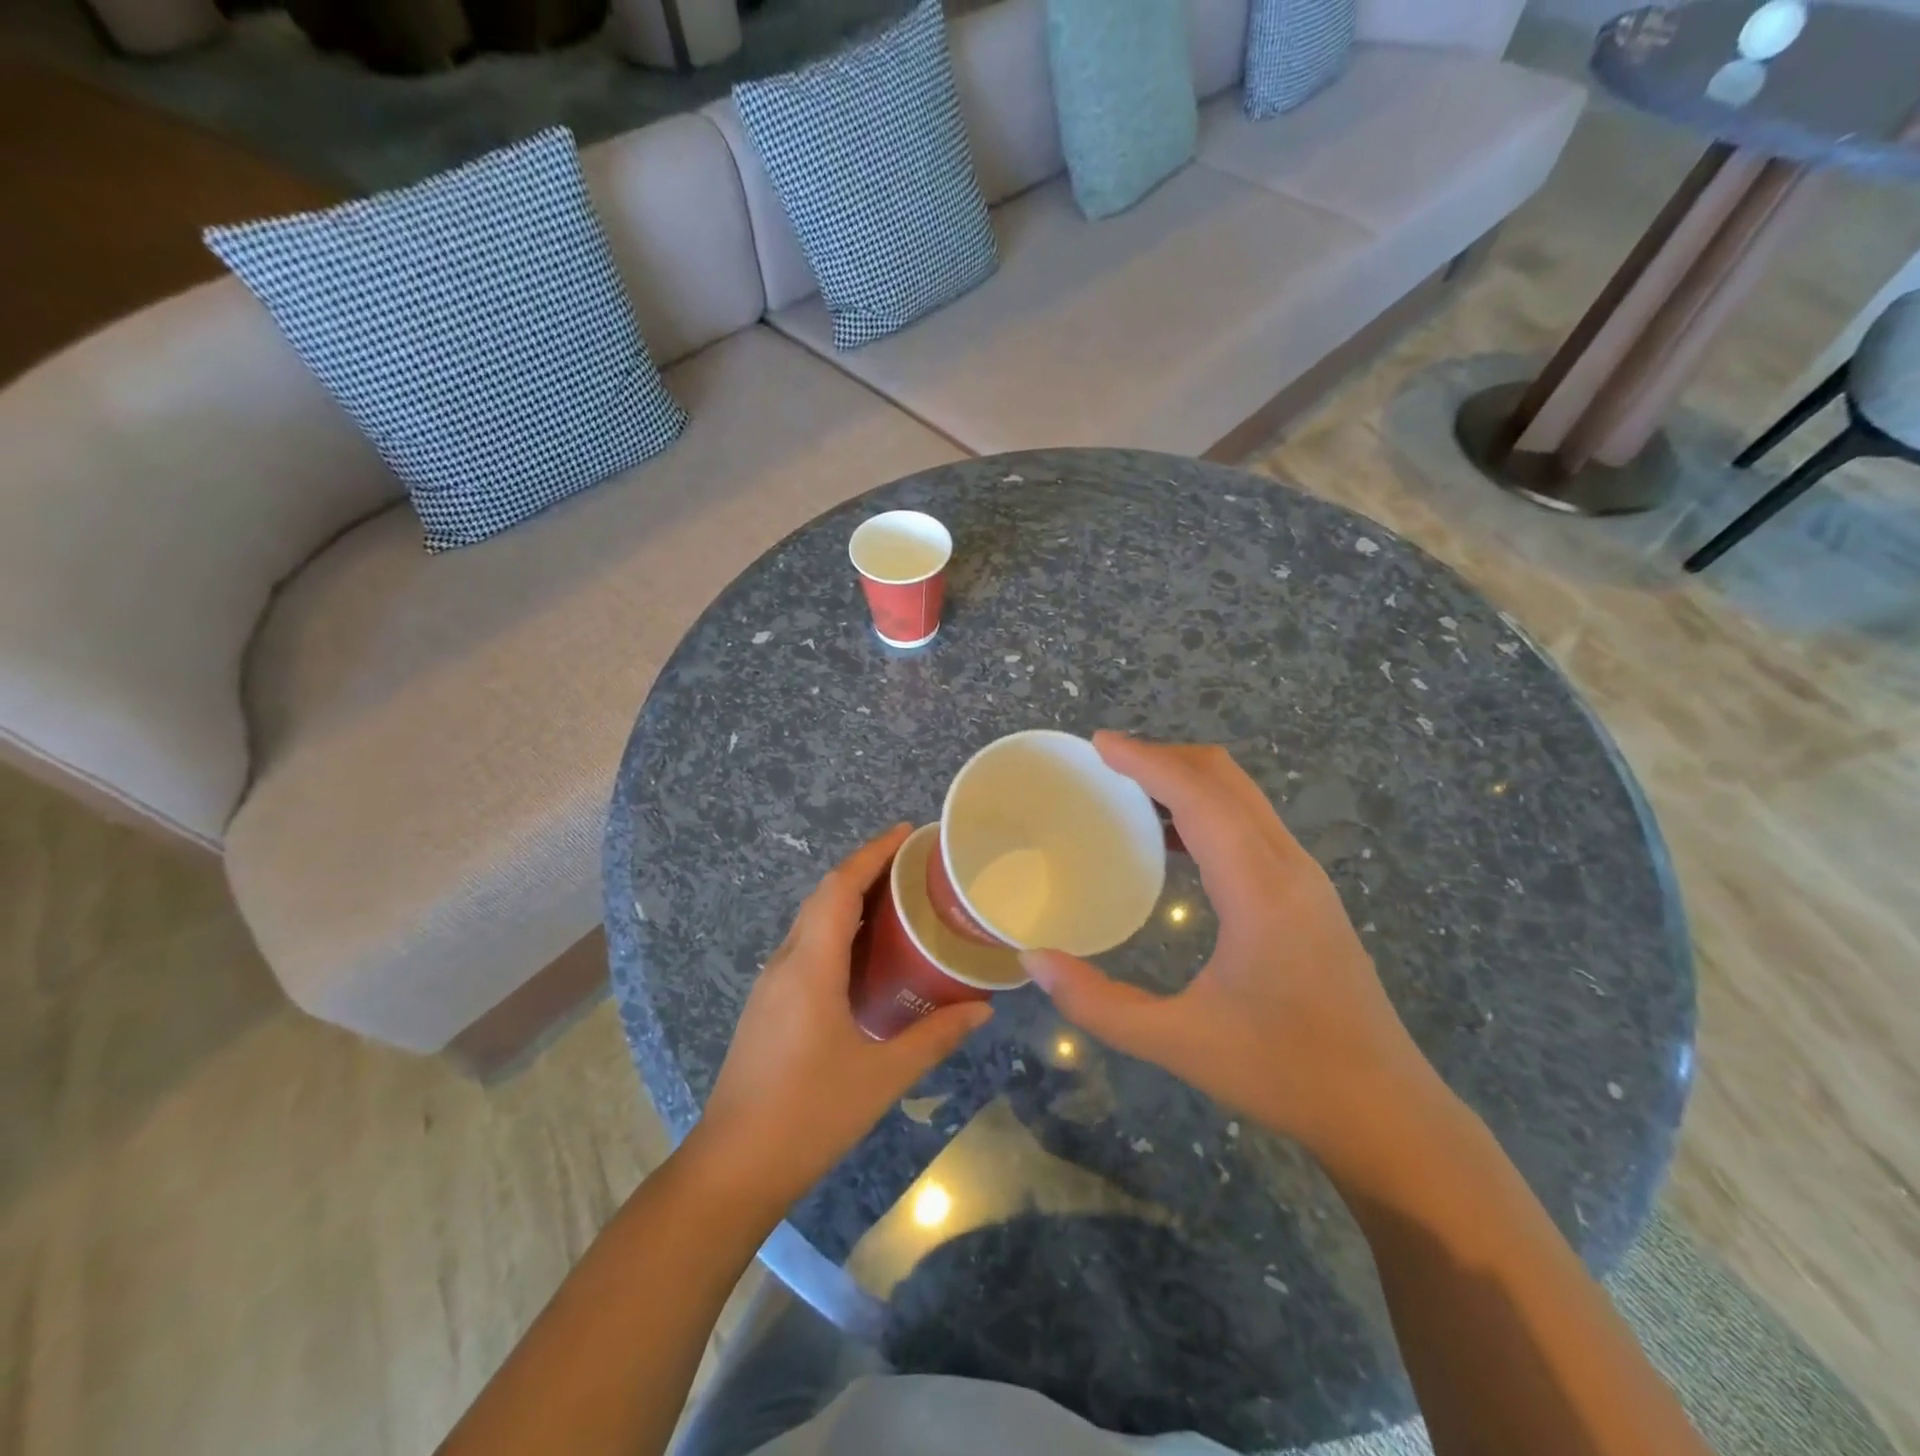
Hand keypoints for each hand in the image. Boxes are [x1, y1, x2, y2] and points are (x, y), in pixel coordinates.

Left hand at [690, 825, 992, 1214]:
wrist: (732, 1168)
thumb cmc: (809, 1114)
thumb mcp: (882, 1075)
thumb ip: (935, 1036)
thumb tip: (983, 1009)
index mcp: (811, 965)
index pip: (840, 887)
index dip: (872, 852)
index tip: (906, 831)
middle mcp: (786, 962)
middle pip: (824, 896)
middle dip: (865, 869)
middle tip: (913, 865)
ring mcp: (771, 984)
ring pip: (812, 921)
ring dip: (850, 900)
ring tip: (898, 901)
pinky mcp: (768, 1006)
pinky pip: (806, 947)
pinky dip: (837, 931)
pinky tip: (866, 955)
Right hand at [1021, 734, 1441, 1155]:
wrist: (1385, 1111)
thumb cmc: (1283, 1072)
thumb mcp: (1178, 1043)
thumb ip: (1098, 1004)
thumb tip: (1034, 961)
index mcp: (1258, 887)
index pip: (1198, 795)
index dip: (1146, 760)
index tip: (1098, 744)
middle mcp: (1287, 865)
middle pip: (1224, 778)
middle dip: (1164, 757)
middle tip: (1105, 762)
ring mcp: (1304, 877)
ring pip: (1242, 797)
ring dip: (1186, 780)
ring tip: (1128, 791)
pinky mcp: (1307, 893)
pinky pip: (1250, 824)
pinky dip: (1206, 809)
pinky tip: (1171, 840)